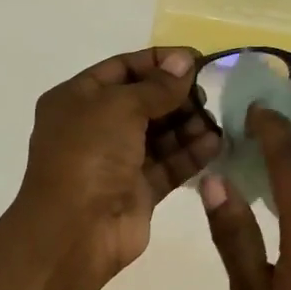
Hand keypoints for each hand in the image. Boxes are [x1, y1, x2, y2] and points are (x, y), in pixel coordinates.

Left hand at [17, 47, 220, 279]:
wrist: (75, 229)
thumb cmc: (89, 154)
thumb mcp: (120, 106)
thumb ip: (157, 85)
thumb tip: (185, 61)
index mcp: (77, 99)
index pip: (122, 69)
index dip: (158, 62)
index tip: (196, 60)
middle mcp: (95, 127)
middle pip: (144, 101)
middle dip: (176, 95)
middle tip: (207, 93)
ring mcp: (117, 161)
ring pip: (159, 134)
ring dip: (188, 124)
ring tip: (215, 120)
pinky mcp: (138, 190)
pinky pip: (169, 164)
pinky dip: (191, 153)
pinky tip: (215, 143)